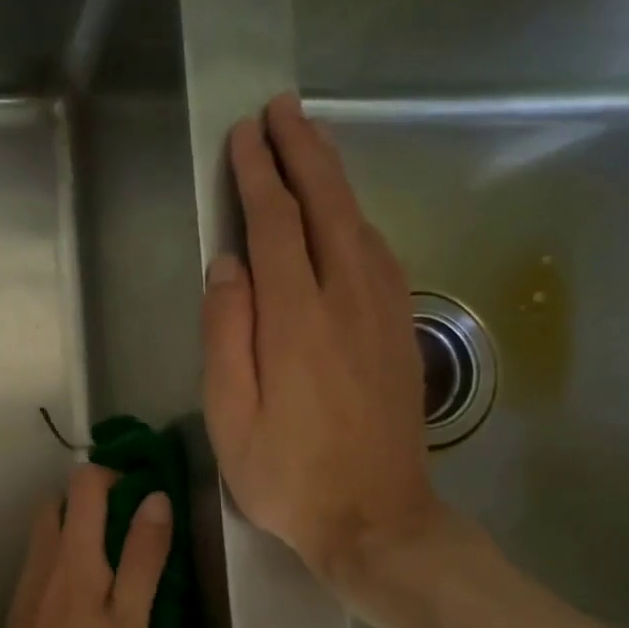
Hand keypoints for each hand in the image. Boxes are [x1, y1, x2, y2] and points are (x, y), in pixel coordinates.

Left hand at [0, 464, 171, 627]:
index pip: (82, 483)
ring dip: (78, 527)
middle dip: (93, 499)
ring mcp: (27, 583)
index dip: (113, 475)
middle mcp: (42, 557)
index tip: (144, 495)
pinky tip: (91, 593)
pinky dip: (66, 556)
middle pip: (58, 501)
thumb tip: (155, 498)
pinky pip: (43, 561)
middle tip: (132, 526)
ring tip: (119, 559)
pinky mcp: (21, 608)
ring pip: (47, 531)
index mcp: (72, 553)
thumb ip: (142, 556)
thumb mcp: (130, 620)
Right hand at [200, 93, 446, 589]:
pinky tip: (345, 213)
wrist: (377, 519)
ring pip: (358, 223)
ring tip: (310, 142)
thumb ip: (226, 332)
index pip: (275, 224)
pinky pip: (379, 253)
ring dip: (333, 176)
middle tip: (281, 108)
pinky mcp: (402, 331)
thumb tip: (227, 264)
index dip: (257, 175)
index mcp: (295, 319)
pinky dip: (356, 217)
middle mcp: (346, 300)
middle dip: (302, 151)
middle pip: (327, 205)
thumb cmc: (287, 474)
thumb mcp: (230, 415)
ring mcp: (383, 313)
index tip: (243, 135)